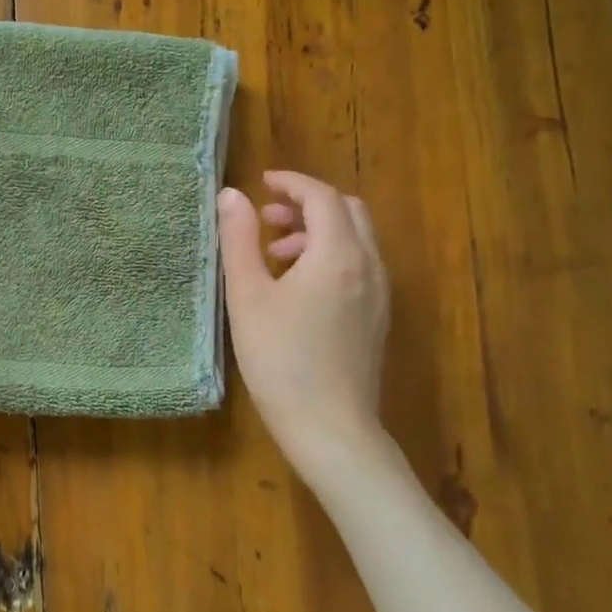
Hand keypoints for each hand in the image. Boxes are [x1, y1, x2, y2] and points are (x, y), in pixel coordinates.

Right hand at [219, 171, 391, 472]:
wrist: (330, 428)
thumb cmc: (281, 360)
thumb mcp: (248, 296)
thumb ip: (238, 241)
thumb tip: (232, 196)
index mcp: (337, 254)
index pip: (322, 197)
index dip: (292, 183)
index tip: (262, 184)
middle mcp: (368, 266)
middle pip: (347, 212)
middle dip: (307, 205)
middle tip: (267, 221)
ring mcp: (379, 294)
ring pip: (356, 240)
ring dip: (318, 232)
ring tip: (274, 256)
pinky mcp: (378, 318)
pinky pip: (359, 266)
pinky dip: (330, 257)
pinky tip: (297, 289)